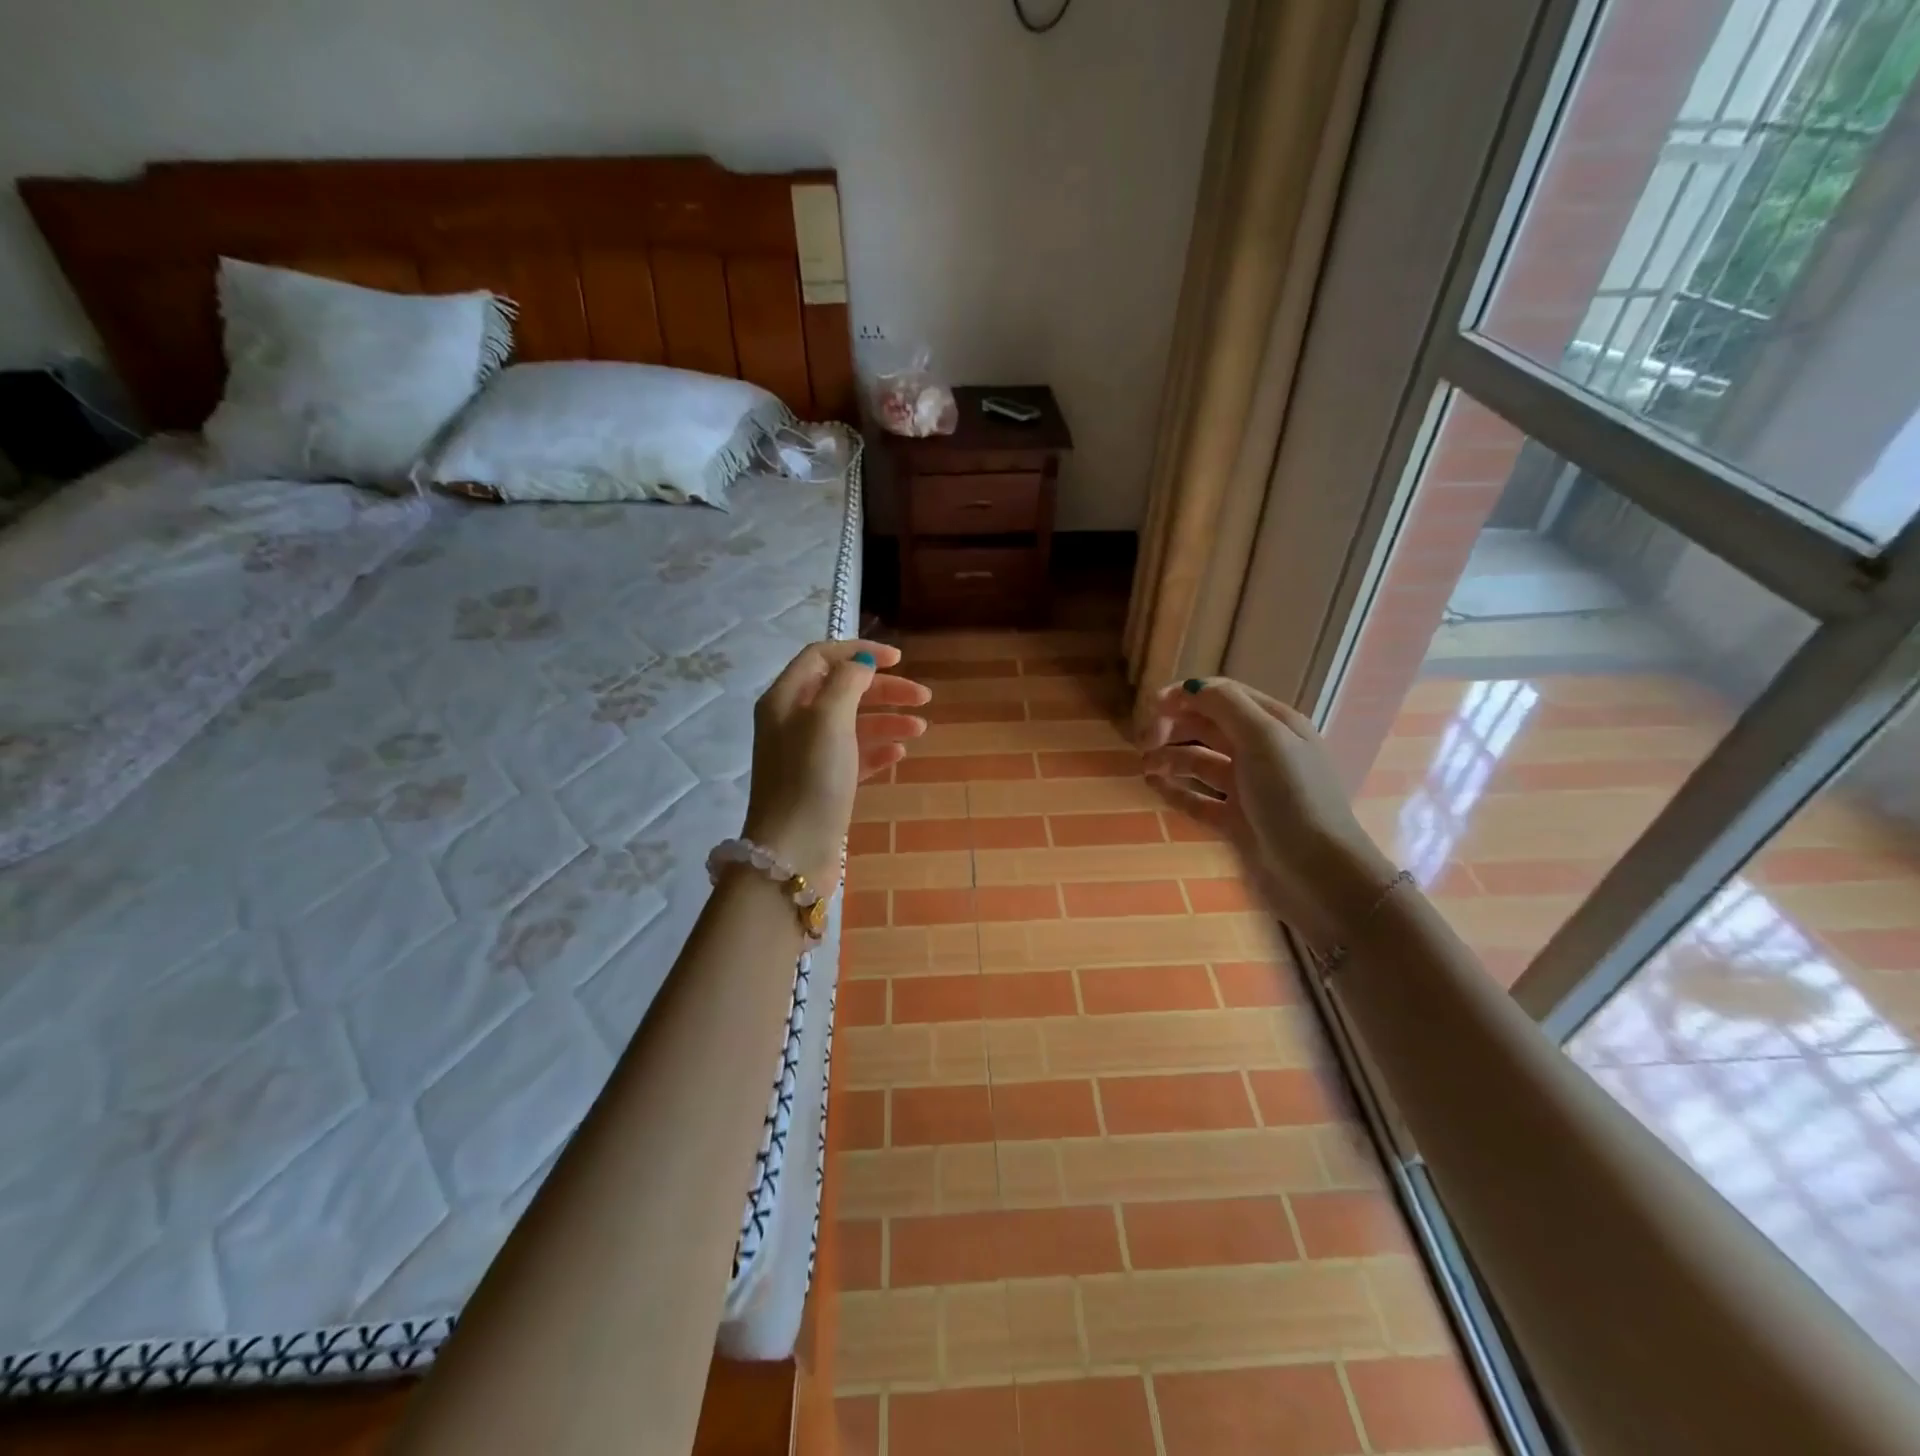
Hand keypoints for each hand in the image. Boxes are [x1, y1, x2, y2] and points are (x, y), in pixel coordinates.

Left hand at [742, 640, 930, 892]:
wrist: (793, 853)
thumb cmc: (810, 779)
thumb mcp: (828, 719)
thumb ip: (847, 682)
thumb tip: (861, 662)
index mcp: (785, 699)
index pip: (821, 656)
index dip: (859, 652)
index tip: (899, 660)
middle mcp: (792, 722)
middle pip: (842, 690)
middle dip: (883, 690)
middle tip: (923, 697)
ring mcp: (807, 756)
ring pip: (852, 724)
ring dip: (887, 720)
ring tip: (921, 729)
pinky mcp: (822, 784)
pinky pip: (853, 757)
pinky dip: (877, 750)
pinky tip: (900, 754)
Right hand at [1140, 678, 1399, 949]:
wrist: (1319, 874)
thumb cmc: (1292, 797)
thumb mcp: (1264, 739)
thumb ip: (1226, 706)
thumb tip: (1189, 686)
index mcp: (1274, 724)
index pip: (1224, 695)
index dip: (1187, 695)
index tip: (1152, 706)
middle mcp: (1261, 752)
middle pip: (1208, 726)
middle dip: (1174, 726)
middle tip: (1144, 742)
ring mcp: (1248, 789)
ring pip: (1199, 762)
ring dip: (1170, 757)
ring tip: (1144, 766)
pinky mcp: (1236, 822)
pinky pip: (1197, 799)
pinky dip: (1174, 789)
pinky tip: (1153, 786)